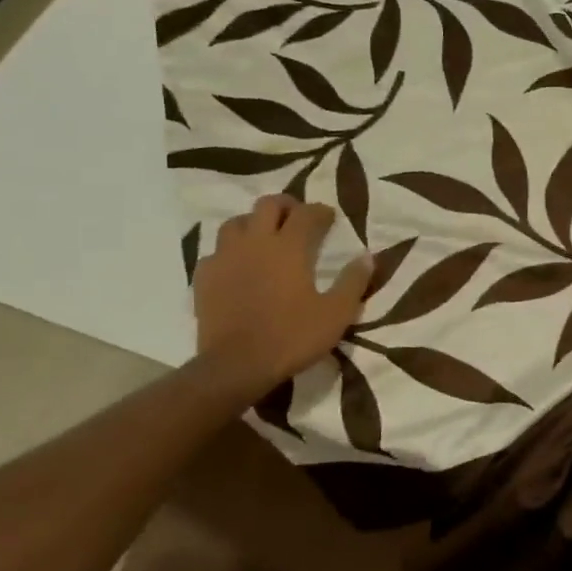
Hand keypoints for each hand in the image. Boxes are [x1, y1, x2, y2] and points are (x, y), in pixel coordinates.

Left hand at [194, 195, 372, 394]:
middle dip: (286, 206)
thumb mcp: (336, 313)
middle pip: (267, 205)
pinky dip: (230, 252)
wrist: (236, 365)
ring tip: (265, 238)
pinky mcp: (204, 277)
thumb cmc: (292, 337)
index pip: (307, 213)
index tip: (330, 217)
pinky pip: (216, 252)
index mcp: (289, 247)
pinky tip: (237, 267)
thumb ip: (353, 281)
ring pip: (236, 222)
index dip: (321, 210)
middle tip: (298, 219)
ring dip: (253, 223)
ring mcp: (225, 258)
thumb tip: (368, 256)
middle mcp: (255, 242)